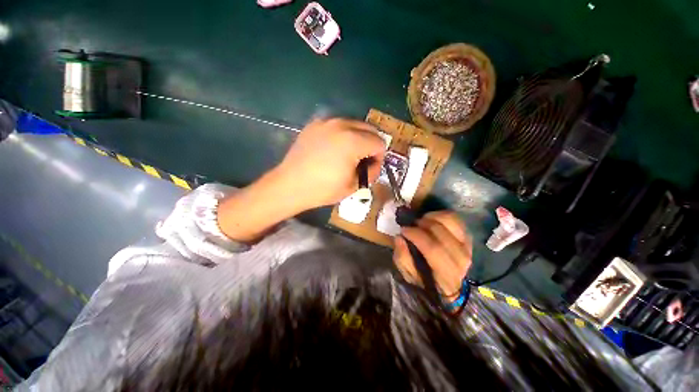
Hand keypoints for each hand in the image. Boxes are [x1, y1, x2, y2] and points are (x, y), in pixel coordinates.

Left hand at [217, 118, 384, 242]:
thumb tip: (374, 164)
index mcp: (353, 141)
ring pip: (354, 125)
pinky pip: (337, 125)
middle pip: (369, 129)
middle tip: (362, 161)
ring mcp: (326, 122)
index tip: (370, 168)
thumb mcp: (353, 186)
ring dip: (358, 138)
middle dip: (371, 145)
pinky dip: (342, 135)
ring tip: (348, 155)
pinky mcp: (315, 125)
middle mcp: (342, 125)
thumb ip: (371, 173)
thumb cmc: (323, 189)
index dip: (379, 157)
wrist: (290, 185)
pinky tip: (333, 149)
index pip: (379, 142)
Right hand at [393, 211, 471, 298]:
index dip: (416, 235)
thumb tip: (399, 238)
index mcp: (446, 273)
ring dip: (431, 217)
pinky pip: (455, 218)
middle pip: (440, 232)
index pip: (433, 248)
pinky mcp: (468, 236)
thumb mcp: (409, 276)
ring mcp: (467, 245)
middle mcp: (461, 258)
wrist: (451, 285)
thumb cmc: (427, 280)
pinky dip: (440, 215)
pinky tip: (431, 219)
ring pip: (450, 221)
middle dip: (421, 224)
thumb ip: (402, 258)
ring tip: (421, 221)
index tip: (403, 230)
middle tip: (411, 225)